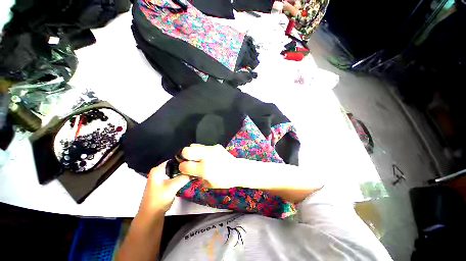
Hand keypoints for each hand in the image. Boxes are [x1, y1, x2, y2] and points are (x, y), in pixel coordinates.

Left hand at [138, 162, 190, 215]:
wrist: (151, 215)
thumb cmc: (159, 199)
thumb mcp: (173, 186)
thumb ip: (184, 177)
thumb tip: (195, 170)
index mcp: (158, 169)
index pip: (174, 159)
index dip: (184, 160)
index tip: (194, 161)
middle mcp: (159, 171)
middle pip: (175, 165)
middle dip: (185, 167)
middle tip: (195, 167)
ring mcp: (162, 178)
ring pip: (176, 172)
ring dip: (184, 173)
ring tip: (193, 171)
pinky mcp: (165, 184)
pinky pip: (175, 177)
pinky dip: (181, 177)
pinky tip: (189, 178)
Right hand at [179, 144, 236, 187]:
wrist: (237, 170)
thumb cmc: (224, 180)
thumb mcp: (208, 183)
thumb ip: (197, 177)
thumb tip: (189, 171)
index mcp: (204, 169)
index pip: (184, 165)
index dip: (182, 168)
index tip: (184, 168)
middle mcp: (206, 157)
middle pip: (186, 150)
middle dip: (184, 156)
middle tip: (189, 160)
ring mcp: (211, 149)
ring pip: (194, 145)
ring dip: (194, 152)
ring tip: (199, 158)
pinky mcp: (216, 146)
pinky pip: (204, 147)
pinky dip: (203, 151)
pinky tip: (209, 156)